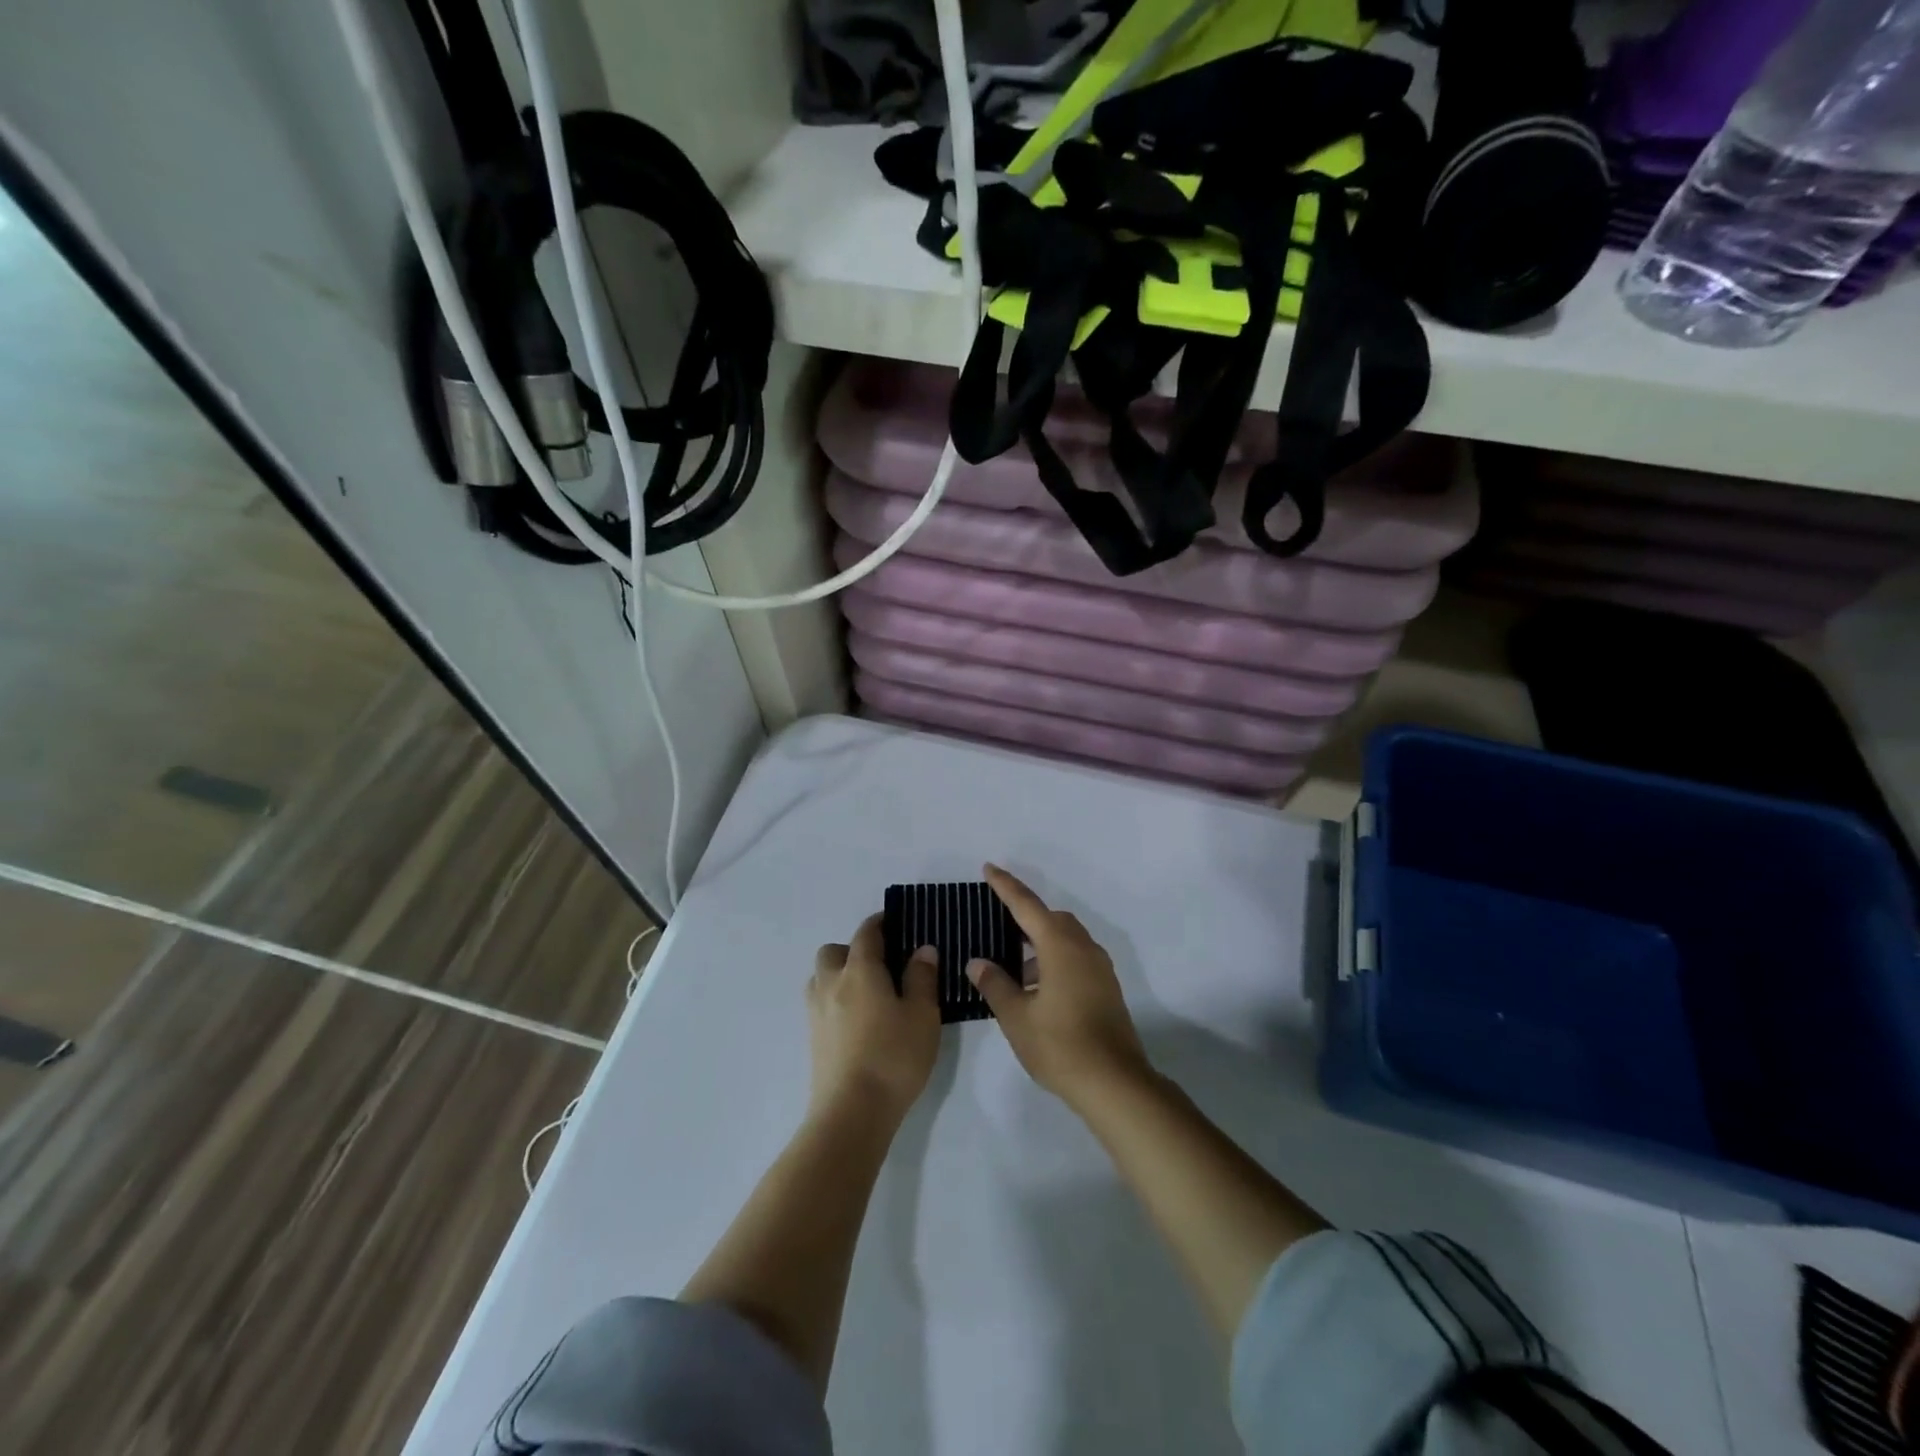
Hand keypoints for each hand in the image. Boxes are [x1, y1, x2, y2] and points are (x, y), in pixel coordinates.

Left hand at [808, 914, 940, 1124]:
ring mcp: (817, 1012)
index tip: (894, 921)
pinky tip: (857, 1019)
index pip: (866, 933)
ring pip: (821, 977)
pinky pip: (820, 1002)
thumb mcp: (923, 1015)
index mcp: (860, 970)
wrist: (852, 1112)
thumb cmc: (894, 1057)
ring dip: (838, 973)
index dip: (879, 923)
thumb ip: (922, 978)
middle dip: (853, 949)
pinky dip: (834, 999)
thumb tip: (922, 949)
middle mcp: (832, 983)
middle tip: (880, 963)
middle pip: (833, 951)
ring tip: (866, 991)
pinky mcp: (813, 1039)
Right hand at [967, 865, 1151, 1111]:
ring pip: (1065, 939)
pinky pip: (1076, 957)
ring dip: (1040, 943)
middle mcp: (1083, 948)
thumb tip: (977, 963)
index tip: (989, 868)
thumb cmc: (1060, 1045)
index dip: (1006, 886)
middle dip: (1025, 916)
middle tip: (998, 925)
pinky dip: (1054, 959)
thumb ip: (995, 984)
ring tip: (1013, 967)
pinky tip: (1037, 988)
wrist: (1115, 1083)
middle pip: (1051, 919)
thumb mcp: (1017, 1016)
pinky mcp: (1106, 987)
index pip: (1026, 906)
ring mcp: (1099, 968)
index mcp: (1060, 946)